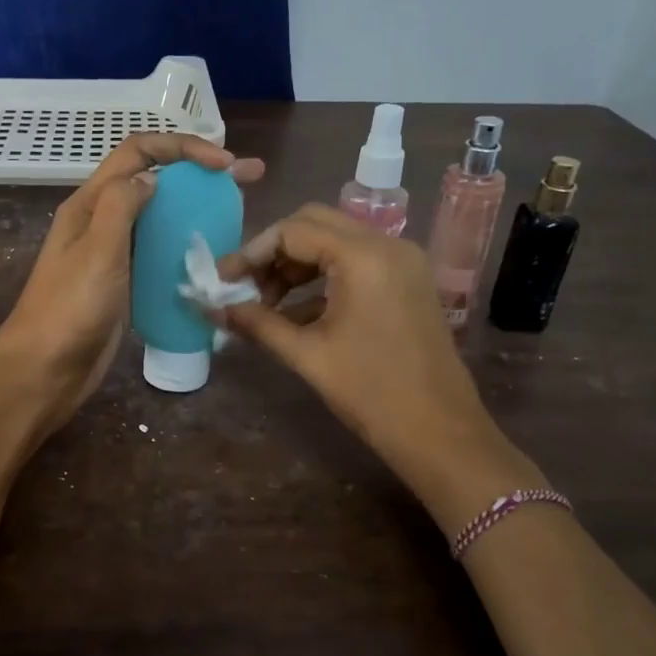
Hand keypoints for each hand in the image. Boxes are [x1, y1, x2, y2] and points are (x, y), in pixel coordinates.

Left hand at [0, 133, 264, 441]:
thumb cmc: (69, 309)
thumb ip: (122, 205)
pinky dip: (185, 245)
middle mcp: (101, 221)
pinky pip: (159, 253)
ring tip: (238, 212)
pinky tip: (213, 254)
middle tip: (249, 178)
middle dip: (198, 173)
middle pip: (153, 180)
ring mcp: (113, 254)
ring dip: (196, 208)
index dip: (182, 147)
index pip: (138, 153)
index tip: (225, 163)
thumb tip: (152, 178)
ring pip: (158, 217)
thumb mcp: (97, 250)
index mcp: (89, 204)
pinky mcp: (124, 284)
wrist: (46, 371)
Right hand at [218, 205, 537, 522]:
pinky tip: (295, 314)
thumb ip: (258, 324)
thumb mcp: (307, 355)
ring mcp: (402, 262)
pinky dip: (322, 279)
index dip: (251, 252)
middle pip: (314, 225)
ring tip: (266, 304)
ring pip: (335, 242)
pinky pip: (356, 263)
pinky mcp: (407, 281)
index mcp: (363, 256)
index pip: (293, 231)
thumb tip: (215, 310)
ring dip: (297, 265)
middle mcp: (387, 244)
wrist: (439, 431)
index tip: (223, 280)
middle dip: (273, 252)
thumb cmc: (370, 392)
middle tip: (244, 286)